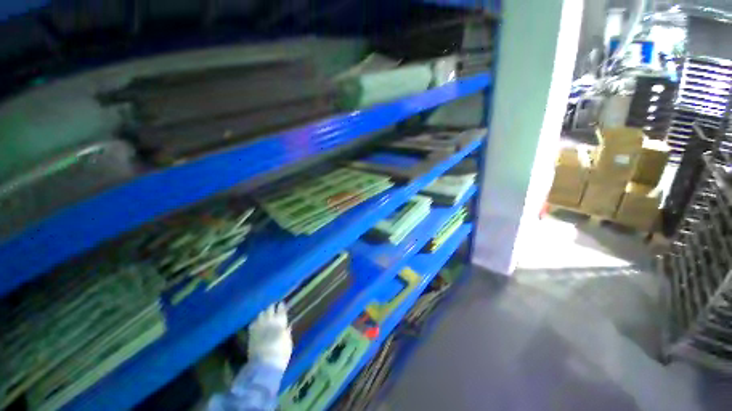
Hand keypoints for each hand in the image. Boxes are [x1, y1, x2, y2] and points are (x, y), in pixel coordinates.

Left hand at [248, 302, 292, 370]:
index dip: (282, 306)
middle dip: (272, 308)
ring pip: (261, 314)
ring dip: (264, 313)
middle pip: (270, 309)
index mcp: (280, 321)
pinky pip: (253, 323)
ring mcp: (259, 326)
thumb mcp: (288, 342)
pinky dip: (256, 321)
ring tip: (265, 315)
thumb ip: (287, 332)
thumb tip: (287, 327)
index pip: (281, 309)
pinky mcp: (251, 334)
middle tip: (274, 307)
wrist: (264, 365)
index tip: (282, 304)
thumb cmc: (281, 353)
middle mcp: (269, 320)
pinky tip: (258, 323)